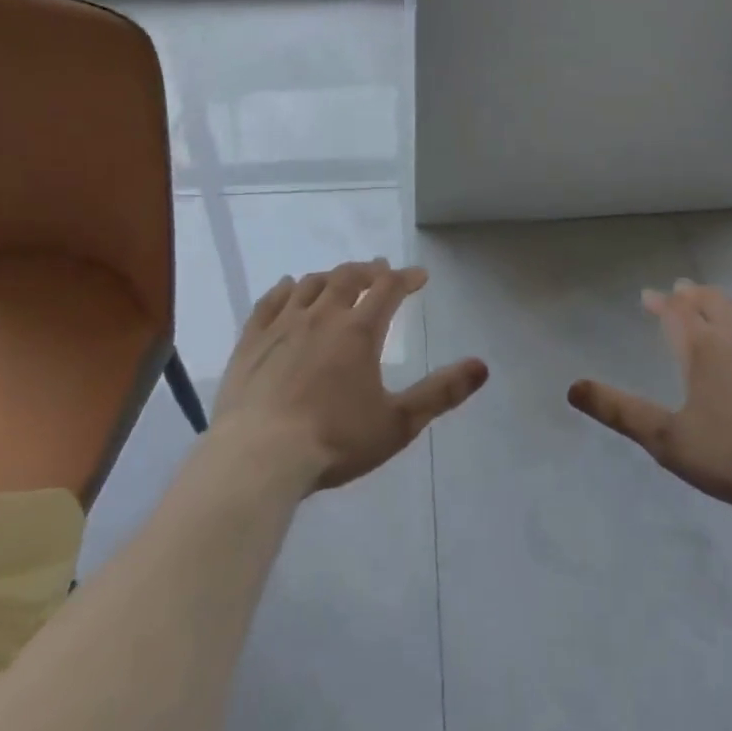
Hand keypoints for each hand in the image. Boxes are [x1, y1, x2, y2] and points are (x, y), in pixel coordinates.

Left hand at [212, 260, 488, 492]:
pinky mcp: (250, 342)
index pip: (388, 288)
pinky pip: (269, 303)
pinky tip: (289, 287)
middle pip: (348, 278)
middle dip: (369, 271)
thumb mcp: (398, 423)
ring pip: (310, 285)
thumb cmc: (334, 441)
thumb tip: (482, 366)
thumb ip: (441, 393)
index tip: (419, 277)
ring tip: (339, 279)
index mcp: (359, 330)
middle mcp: (322, 316)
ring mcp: (282, 326)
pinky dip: (284, 289)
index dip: (406, 278)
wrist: (258, 459)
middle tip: (380, 271)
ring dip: (330, 277)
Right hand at [568, 281, 731, 510]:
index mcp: (702, 347)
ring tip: (721, 304)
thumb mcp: (668, 440)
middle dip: (691, 295)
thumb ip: (620, 412)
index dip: (659, 303)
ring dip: (727, 301)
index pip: (675, 312)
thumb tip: (573, 387)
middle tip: (681, 293)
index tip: (648, 298)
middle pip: (710, 300)